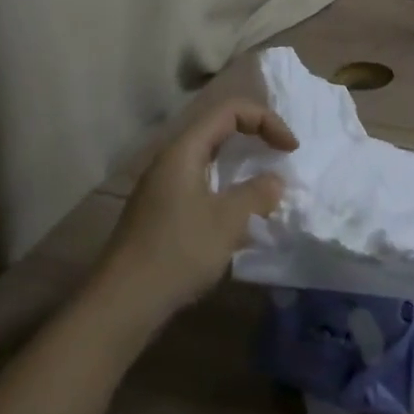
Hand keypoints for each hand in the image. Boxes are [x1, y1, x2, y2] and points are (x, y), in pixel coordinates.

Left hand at [93, 98, 295, 333]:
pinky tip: (238, 215)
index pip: (230, 111)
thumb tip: (274, 181)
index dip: (266, 120)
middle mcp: (171, 159)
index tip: (291, 149)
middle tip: (281, 155)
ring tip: (265, 185)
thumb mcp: (227, 221)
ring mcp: (162, 185)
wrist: (123, 302)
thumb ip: (256, 193)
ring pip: (209, 158)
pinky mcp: (160, 211)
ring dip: (240, 164)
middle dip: (254, 136)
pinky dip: (225, 187)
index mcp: (184, 150)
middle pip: (218, 129)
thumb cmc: (178, 252)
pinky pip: (200, 182)